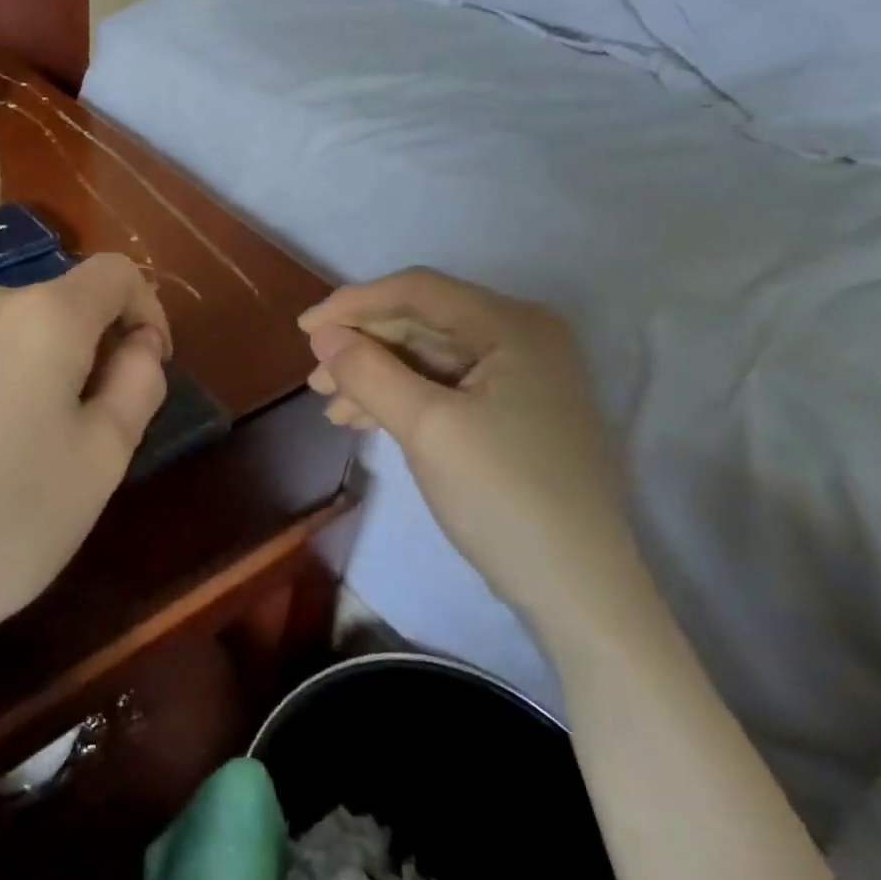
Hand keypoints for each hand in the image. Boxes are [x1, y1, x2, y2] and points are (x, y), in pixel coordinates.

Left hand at [0, 254, 169, 732]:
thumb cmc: (4, 524)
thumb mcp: (101, 461)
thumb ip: (138, 384)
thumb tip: (140, 344)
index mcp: (40, 316)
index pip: (114, 274)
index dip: (147, 311)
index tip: (148, 369)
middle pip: (57, 304)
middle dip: (88, 351)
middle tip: (89, 429)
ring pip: (6, 334)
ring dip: (34, 370)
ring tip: (26, 449)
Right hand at [299, 269, 652, 639]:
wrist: (577, 588)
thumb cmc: (503, 494)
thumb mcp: (427, 428)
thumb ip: (369, 373)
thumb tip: (323, 335)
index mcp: (513, 326)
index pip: (418, 291)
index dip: (354, 304)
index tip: (303, 329)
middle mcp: (522, 339)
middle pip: (423, 322)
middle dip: (363, 345)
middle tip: (315, 377)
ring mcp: (521, 379)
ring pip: (429, 358)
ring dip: (376, 375)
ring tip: (330, 405)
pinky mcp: (513, 415)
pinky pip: (444, 388)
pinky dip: (401, 399)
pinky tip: (364, 419)